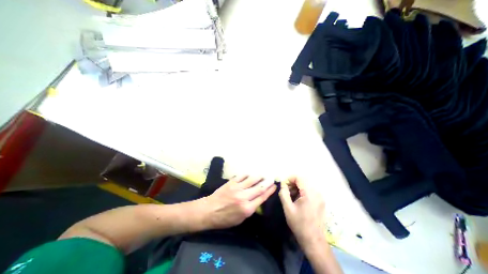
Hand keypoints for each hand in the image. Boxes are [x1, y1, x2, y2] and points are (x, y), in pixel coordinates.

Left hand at [203, 176, 278, 228]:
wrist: (209, 211)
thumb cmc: (224, 219)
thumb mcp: (240, 220)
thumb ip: (250, 209)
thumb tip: (257, 200)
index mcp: (247, 209)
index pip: (262, 197)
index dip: (270, 191)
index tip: (274, 186)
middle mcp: (244, 197)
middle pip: (259, 187)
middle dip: (267, 182)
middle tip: (272, 178)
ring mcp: (237, 188)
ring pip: (252, 179)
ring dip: (259, 176)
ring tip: (263, 175)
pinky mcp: (231, 182)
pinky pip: (242, 176)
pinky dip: (247, 174)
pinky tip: (250, 174)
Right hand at [281, 177, 325, 246]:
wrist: (313, 240)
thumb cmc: (299, 223)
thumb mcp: (288, 208)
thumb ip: (283, 193)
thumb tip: (282, 184)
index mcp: (309, 193)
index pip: (299, 178)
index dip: (290, 179)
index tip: (284, 185)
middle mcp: (317, 193)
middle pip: (303, 181)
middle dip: (293, 183)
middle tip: (286, 191)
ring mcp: (320, 197)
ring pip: (307, 185)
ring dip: (298, 187)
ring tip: (291, 196)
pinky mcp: (320, 201)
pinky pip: (310, 191)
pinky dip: (303, 191)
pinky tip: (298, 199)